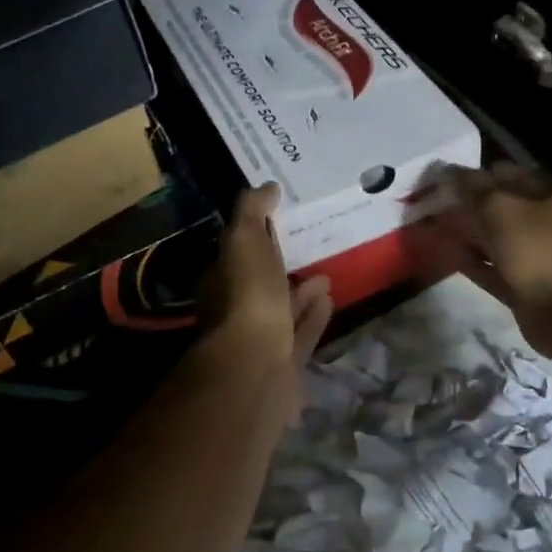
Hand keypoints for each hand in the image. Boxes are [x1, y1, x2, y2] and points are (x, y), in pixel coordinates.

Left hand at [199, 184, 332, 420]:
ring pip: (283, 310)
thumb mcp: (244, 240)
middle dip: (281, 265)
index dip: (255, 236)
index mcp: (221, 281)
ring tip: (327, 274)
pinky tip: (331, 301)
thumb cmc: (247, 296)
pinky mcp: (284, 362)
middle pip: (260, 284)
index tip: (279, 219)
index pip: (236, 253)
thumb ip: (252, 212)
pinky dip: (314, 317)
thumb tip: (267, 187)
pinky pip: (301, 334)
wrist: (257, 364)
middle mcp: (236, 311)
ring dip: (302, 293)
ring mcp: (260, 339)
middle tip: (307, 246)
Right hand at [433, 163, 551, 359]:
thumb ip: (473, 189)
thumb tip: (448, 171)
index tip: (444, 181)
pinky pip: (493, 269)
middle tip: (434, 205)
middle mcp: (550, 223)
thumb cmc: (540, 248)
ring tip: (434, 229)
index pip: (509, 175)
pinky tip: (447, 255)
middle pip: (503, 209)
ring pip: (496, 240)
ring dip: (468, 234)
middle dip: (469, 206)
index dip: (476, 176)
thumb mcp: (501, 208)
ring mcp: (539, 257)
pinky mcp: (526, 287)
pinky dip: (472, 262)